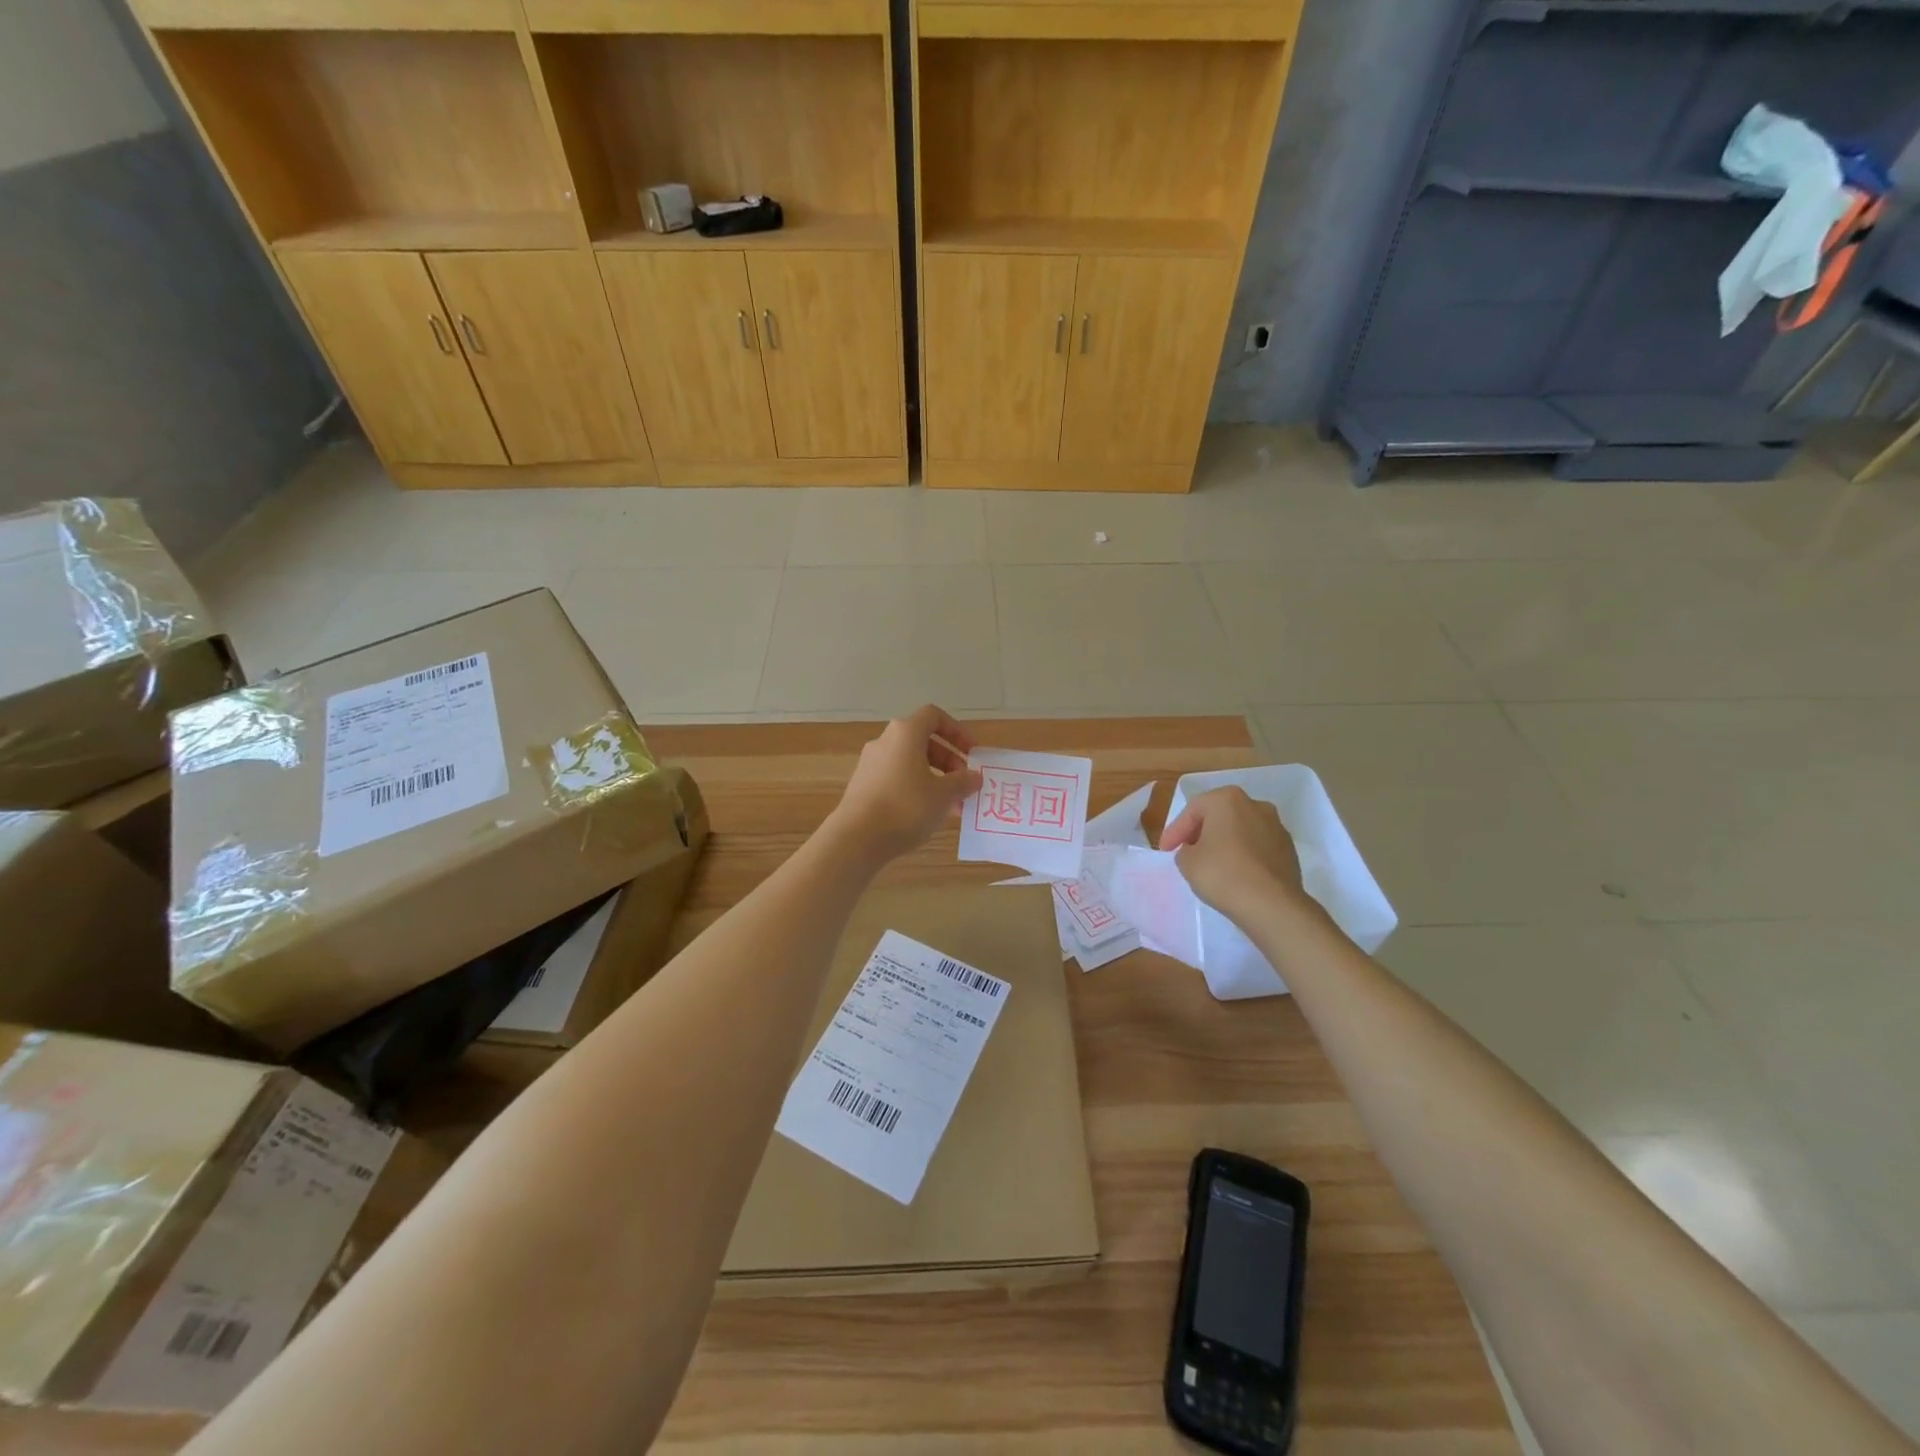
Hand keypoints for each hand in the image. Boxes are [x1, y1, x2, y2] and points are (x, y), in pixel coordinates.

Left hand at [827, 706, 981, 863]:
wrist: (857, 838)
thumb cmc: (906, 808)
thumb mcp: (944, 795)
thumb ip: (963, 782)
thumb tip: (974, 776)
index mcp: (905, 733)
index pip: (934, 716)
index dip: (957, 731)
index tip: (972, 753)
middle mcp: (885, 742)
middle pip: (923, 741)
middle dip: (949, 761)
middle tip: (964, 784)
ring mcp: (871, 763)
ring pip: (911, 763)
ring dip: (935, 778)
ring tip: (951, 806)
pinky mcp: (863, 785)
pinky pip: (896, 778)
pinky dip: (916, 789)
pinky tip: (927, 815)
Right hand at [1159, 787, 1309, 923]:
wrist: (1272, 905)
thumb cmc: (1223, 874)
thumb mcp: (1187, 862)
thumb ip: (1185, 850)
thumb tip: (1195, 851)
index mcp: (1227, 799)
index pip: (1192, 811)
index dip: (1175, 831)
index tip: (1164, 850)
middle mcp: (1255, 805)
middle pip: (1219, 816)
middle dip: (1201, 832)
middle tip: (1186, 852)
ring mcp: (1276, 826)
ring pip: (1240, 830)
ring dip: (1224, 843)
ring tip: (1211, 864)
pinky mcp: (1289, 849)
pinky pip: (1257, 847)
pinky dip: (1243, 855)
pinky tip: (1235, 874)